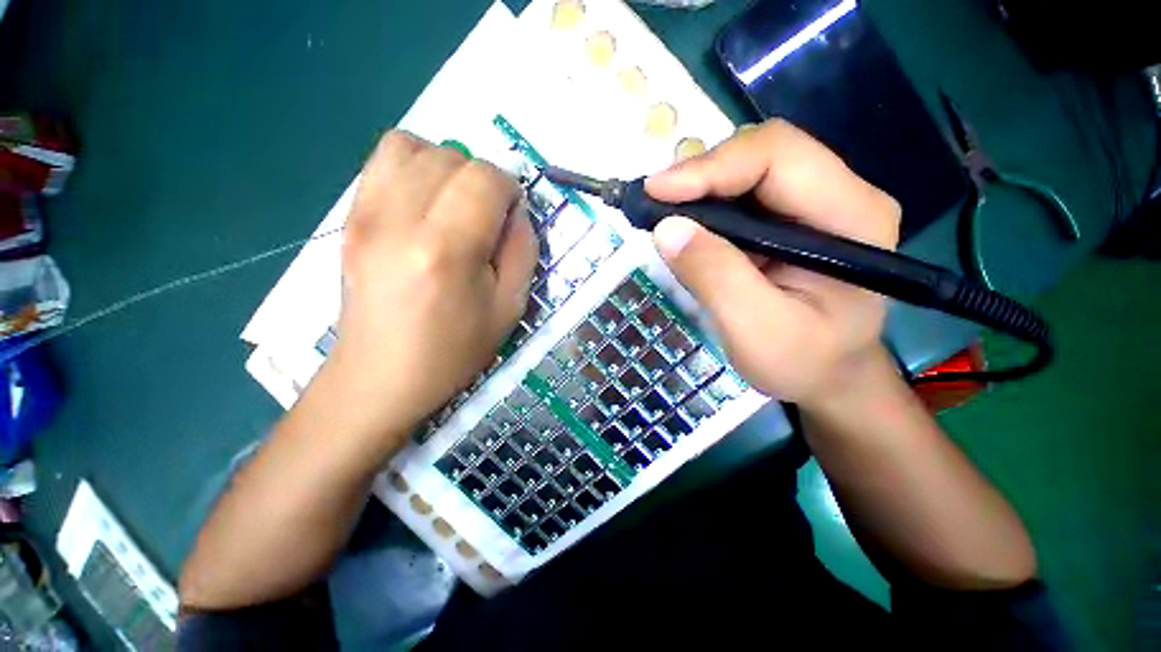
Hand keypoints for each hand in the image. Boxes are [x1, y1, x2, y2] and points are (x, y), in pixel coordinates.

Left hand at [326, 131, 536, 448]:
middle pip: (452, 157)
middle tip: (486, 219)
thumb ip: (523, 250)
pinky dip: (414, 165)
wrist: (382, 375)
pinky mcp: (350, 216)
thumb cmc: (454, 349)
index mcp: (447, 249)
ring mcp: (366, 213)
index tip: (511, 218)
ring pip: (414, 145)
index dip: (509, 190)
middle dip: (482, 180)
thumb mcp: (509, 307)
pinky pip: (383, 158)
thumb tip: (516, 210)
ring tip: (455, 204)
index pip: (485, 178)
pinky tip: (424, 201)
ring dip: (447, 167)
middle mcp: (400, 219)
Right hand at [646, 120, 900, 409]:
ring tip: (663, 214)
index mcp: (851, 216)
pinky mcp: (788, 221)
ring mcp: (813, 206)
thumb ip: (715, 277)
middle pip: (763, 153)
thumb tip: (666, 228)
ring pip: (748, 169)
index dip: (712, 166)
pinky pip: (741, 195)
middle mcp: (840, 195)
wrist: (828, 378)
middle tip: (654, 204)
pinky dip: (705, 205)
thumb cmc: (803, 363)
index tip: (656, 193)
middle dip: (702, 174)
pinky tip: (685, 225)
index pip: (779, 156)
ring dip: (699, 188)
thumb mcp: (756, 331)